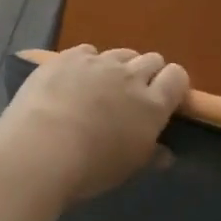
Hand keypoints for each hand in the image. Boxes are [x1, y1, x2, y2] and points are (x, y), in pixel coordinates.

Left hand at [0, 45, 187, 203]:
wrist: (42, 146)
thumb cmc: (91, 167)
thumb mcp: (128, 169)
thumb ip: (150, 154)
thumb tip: (165, 152)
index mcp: (152, 104)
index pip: (177, 77)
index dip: (174, 85)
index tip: (166, 99)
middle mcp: (129, 76)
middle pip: (151, 59)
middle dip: (148, 73)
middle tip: (133, 96)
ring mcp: (98, 62)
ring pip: (120, 53)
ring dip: (118, 66)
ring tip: (102, 87)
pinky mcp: (68, 56)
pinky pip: (88, 51)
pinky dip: (87, 62)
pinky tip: (74, 79)